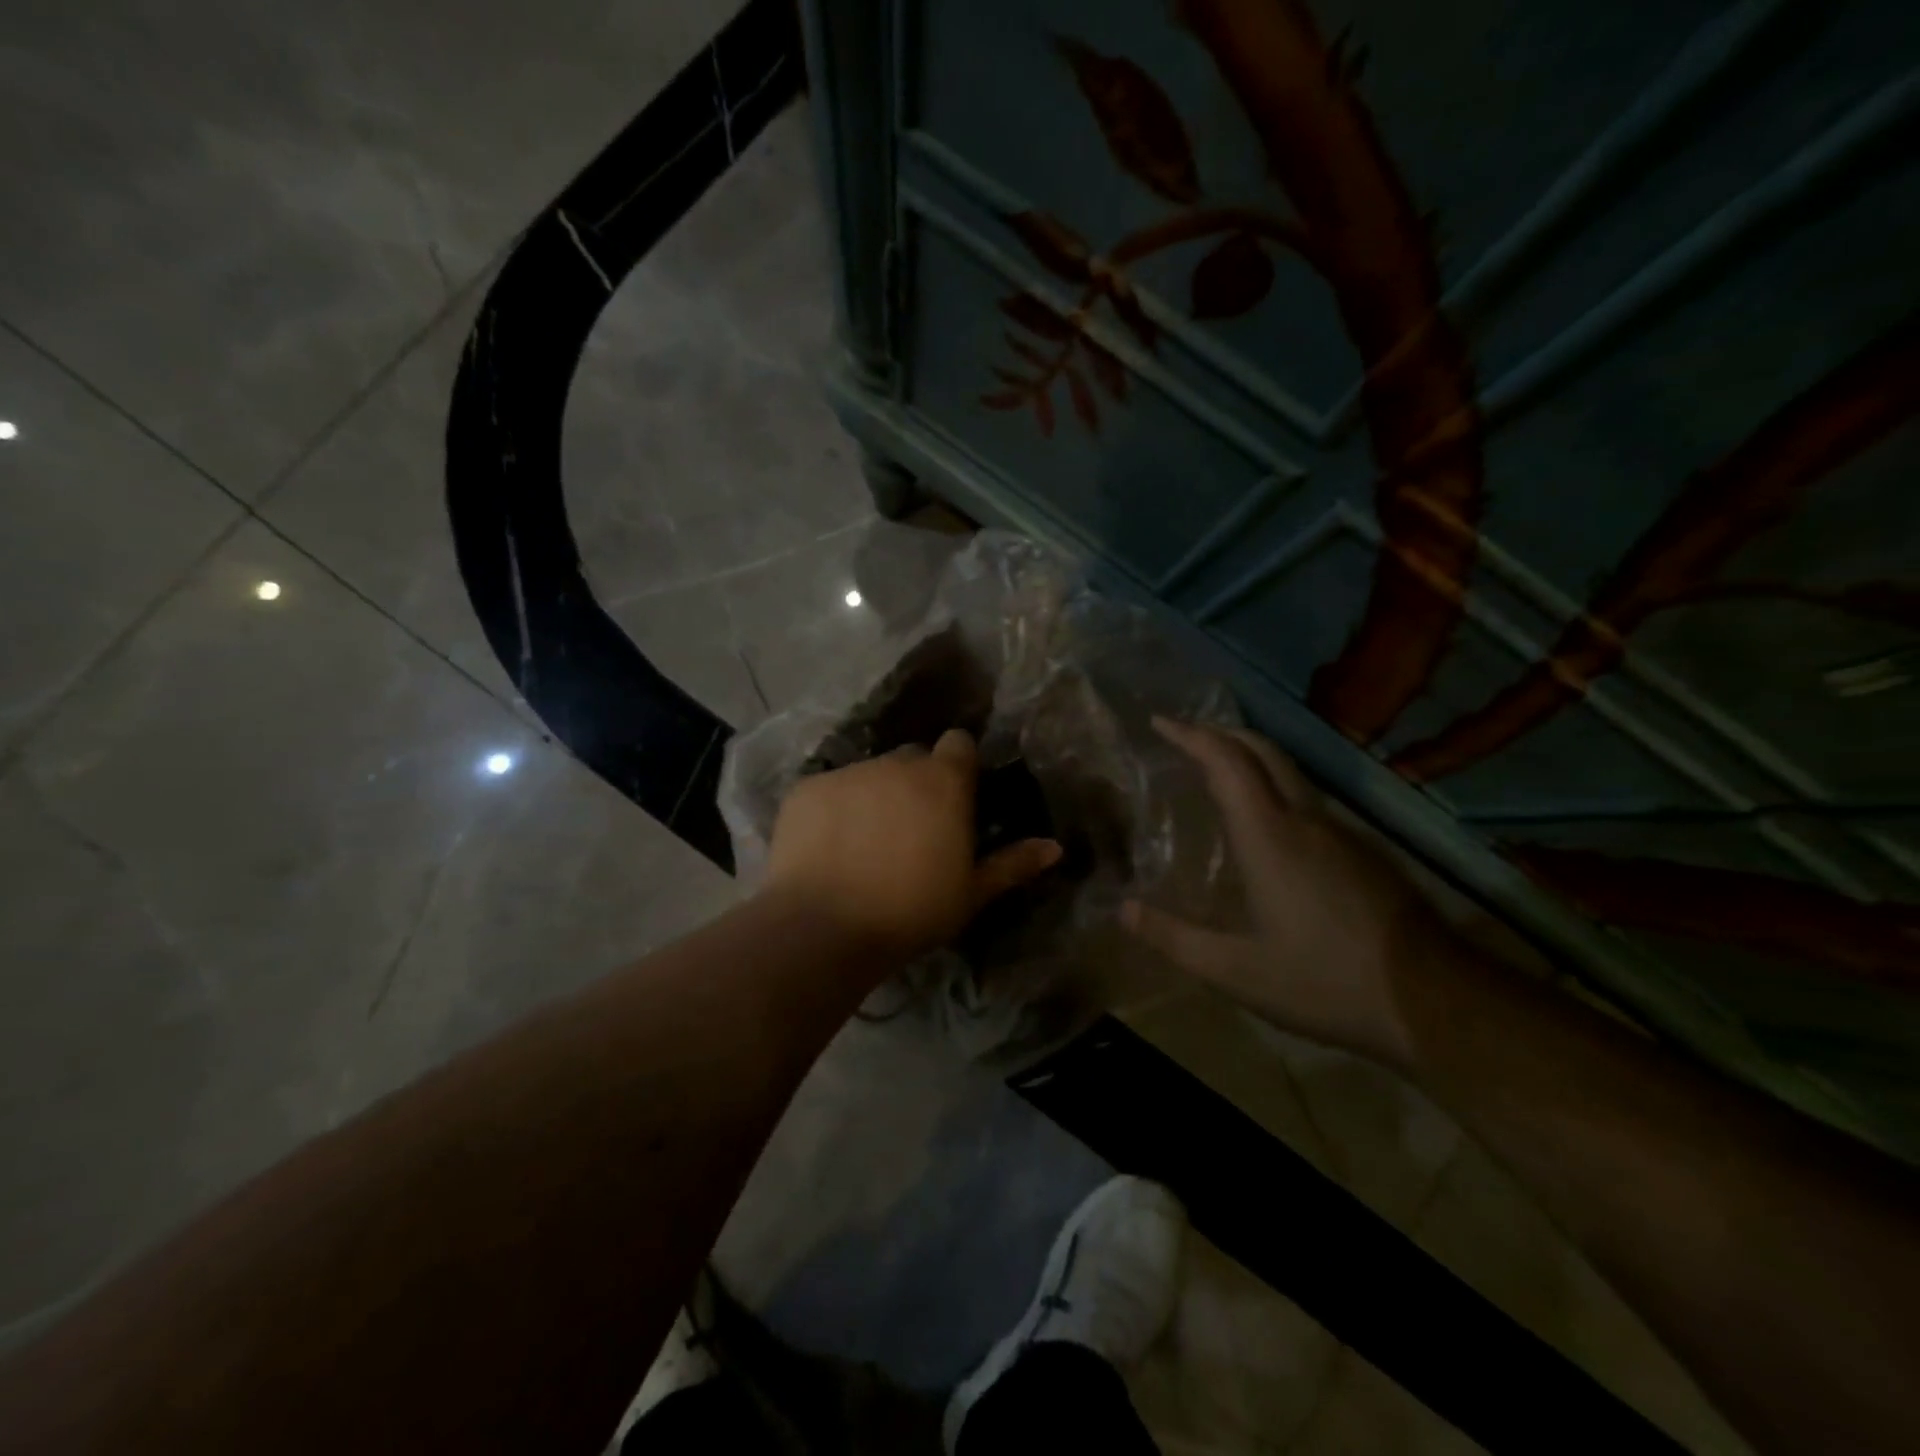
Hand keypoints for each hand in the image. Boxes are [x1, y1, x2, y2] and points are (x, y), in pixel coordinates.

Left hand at [765, 728, 1061, 959]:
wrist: (824, 927)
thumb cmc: (911, 912)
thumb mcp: (971, 893)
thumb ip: (1013, 864)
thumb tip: (1055, 847)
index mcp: (943, 781)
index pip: (959, 744)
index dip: (959, 767)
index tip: (955, 799)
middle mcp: (896, 763)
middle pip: (912, 759)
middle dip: (916, 784)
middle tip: (911, 830)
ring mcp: (848, 772)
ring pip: (869, 774)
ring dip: (874, 796)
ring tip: (864, 844)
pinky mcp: (807, 787)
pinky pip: (830, 789)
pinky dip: (833, 809)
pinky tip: (827, 847)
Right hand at [1121, 719, 1456, 1067]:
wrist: (1437, 1002)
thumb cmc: (1326, 982)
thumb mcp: (1237, 972)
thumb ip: (1175, 939)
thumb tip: (1122, 910)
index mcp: (1269, 837)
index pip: (1227, 762)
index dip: (1192, 735)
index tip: (1160, 721)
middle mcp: (1306, 820)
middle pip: (1263, 751)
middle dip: (1222, 732)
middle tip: (1186, 733)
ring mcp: (1342, 833)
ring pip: (1290, 773)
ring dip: (1251, 757)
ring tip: (1219, 770)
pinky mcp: (1364, 853)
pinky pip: (1308, 800)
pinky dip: (1275, 787)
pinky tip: (1268, 822)